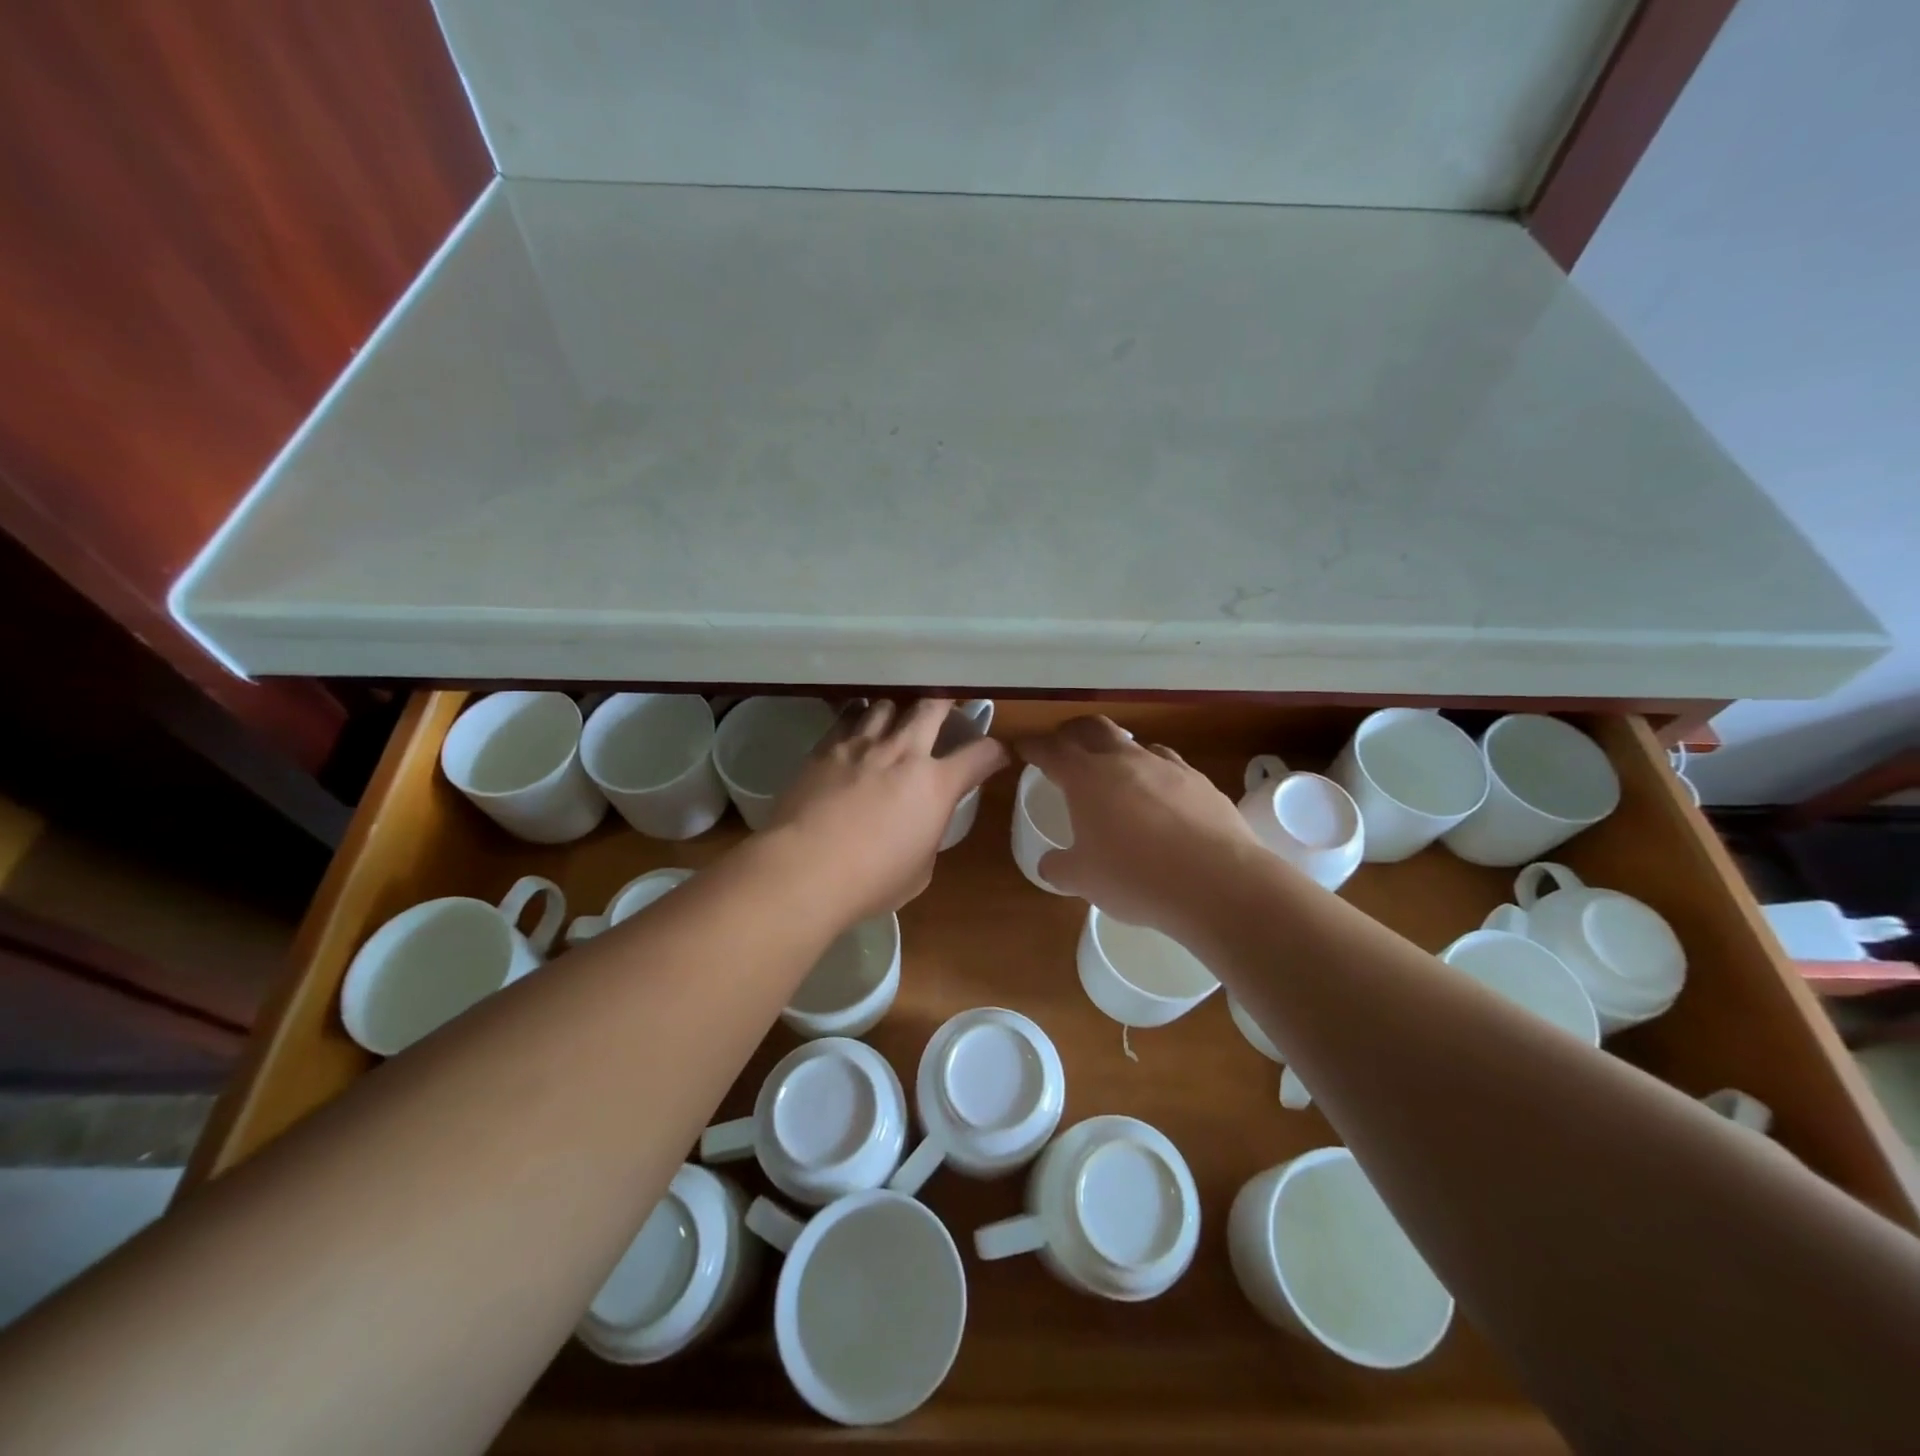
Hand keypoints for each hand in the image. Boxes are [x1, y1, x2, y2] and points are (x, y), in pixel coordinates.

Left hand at [766, 699, 1009, 920]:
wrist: (805, 869)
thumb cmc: (871, 881)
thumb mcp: (919, 870)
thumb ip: (927, 836)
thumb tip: (921, 824)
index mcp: (936, 785)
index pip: (981, 754)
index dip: (994, 752)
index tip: (995, 755)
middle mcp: (904, 753)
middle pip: (933, 707)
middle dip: (947, 703)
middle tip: (948, 707)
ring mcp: (863, 745)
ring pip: (887, 704)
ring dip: (898, 710)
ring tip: (895, 719)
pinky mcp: (826, 748)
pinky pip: (848, 717)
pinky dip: (859, 717)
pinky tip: (856, 725)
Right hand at [1017, 716, 1263, 934]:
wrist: (1218, 882)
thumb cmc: (1136, 877)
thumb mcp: (1084, 880)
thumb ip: (1060, 868)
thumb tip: (1050, 865)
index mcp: (1087, 777)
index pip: (1051, 749)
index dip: (1033, 746)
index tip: (1023, 747)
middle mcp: (1125, 760)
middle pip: (1093, 728)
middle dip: (1073, 733)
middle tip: (1064, 746)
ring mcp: (1167, 767)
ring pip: (1135, 744)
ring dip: (1117, 751)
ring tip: (1114, 773)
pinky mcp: (1201, 782)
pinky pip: (1169, 766)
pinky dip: (1154, 774)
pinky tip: (1159, 798)